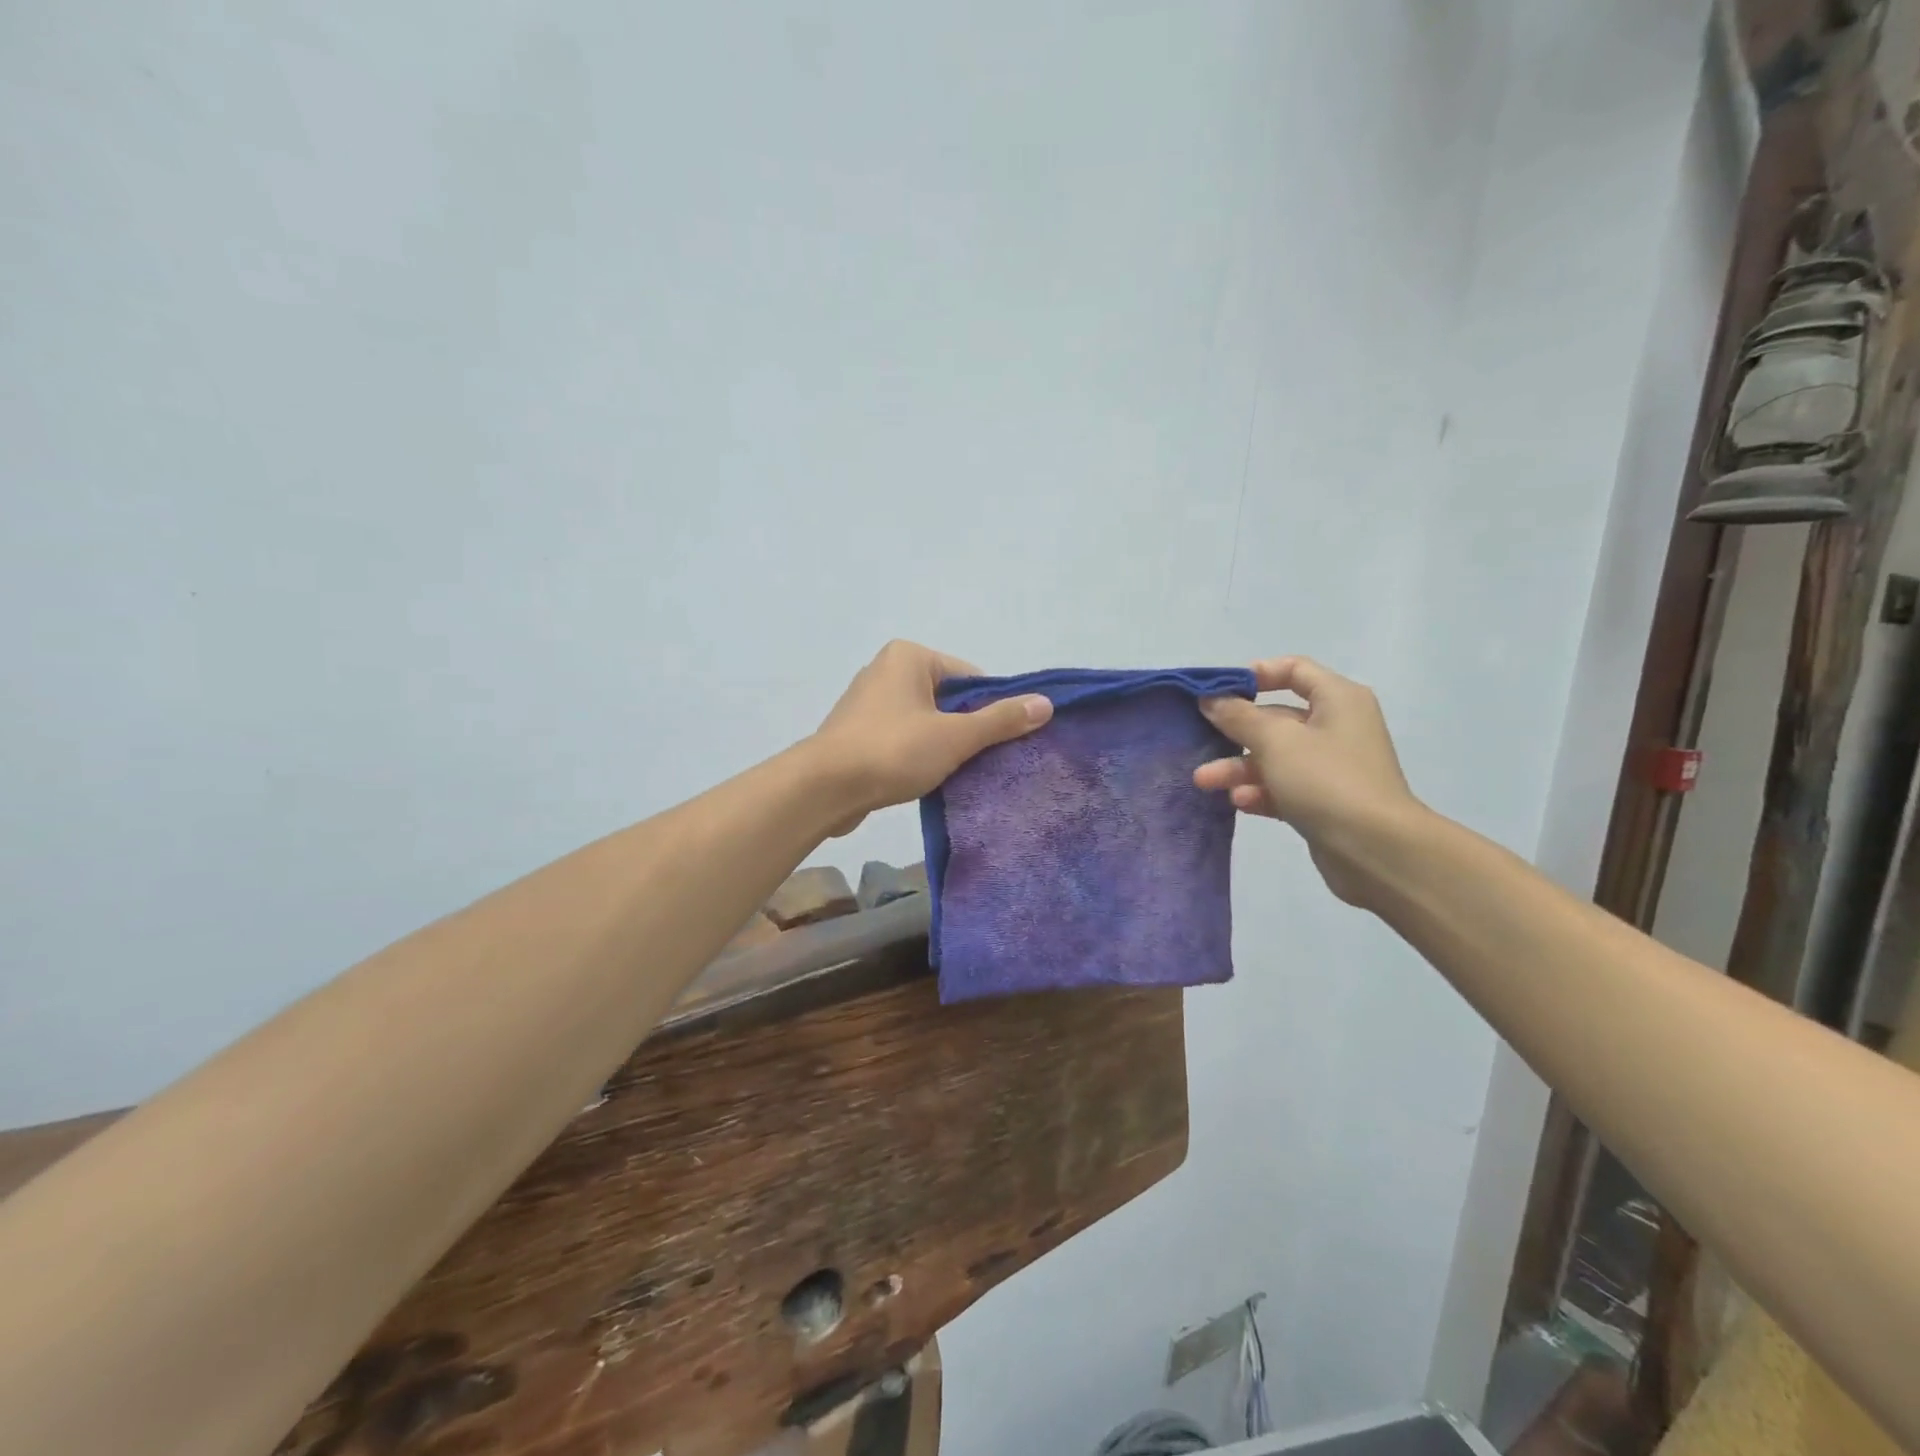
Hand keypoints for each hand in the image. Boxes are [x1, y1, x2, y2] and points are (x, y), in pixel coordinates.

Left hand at [810, 640, 1052, 832]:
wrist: (824, 789)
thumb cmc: (893, 751)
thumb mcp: (955, 736)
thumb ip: (1000, 720)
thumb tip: (1046, 704)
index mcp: (909, 657)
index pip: (970, 677)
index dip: (992, 708)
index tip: (1003, 741)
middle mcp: (886, 670)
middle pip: (948, 699)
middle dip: (967, 729)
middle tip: (986, 761)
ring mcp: (868, 703)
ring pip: (925, 721)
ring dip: (943, 745)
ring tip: (958, 773)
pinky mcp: (857, 733)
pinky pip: (902, 738)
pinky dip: (917, 755)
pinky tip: (928, 779)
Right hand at [1193, 657, 1422, 905]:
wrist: (1376, 849)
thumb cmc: (1326, 779)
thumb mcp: (1275, 741)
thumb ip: (1238, 716)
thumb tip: (1210, 699)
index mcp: (1337, 699)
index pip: (1294, 669)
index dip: (1254, 675)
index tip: (1218, 691)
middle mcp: (1337, 727)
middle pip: (1277, 718)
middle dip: (1235, 732)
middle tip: (1199, 741)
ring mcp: (1331, 767)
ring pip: (1275, 757)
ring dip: (1238, 767)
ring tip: (1204, 781)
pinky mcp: (1324, 802)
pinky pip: (1283, 787)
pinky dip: (1259, 791)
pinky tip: (1238, 802)